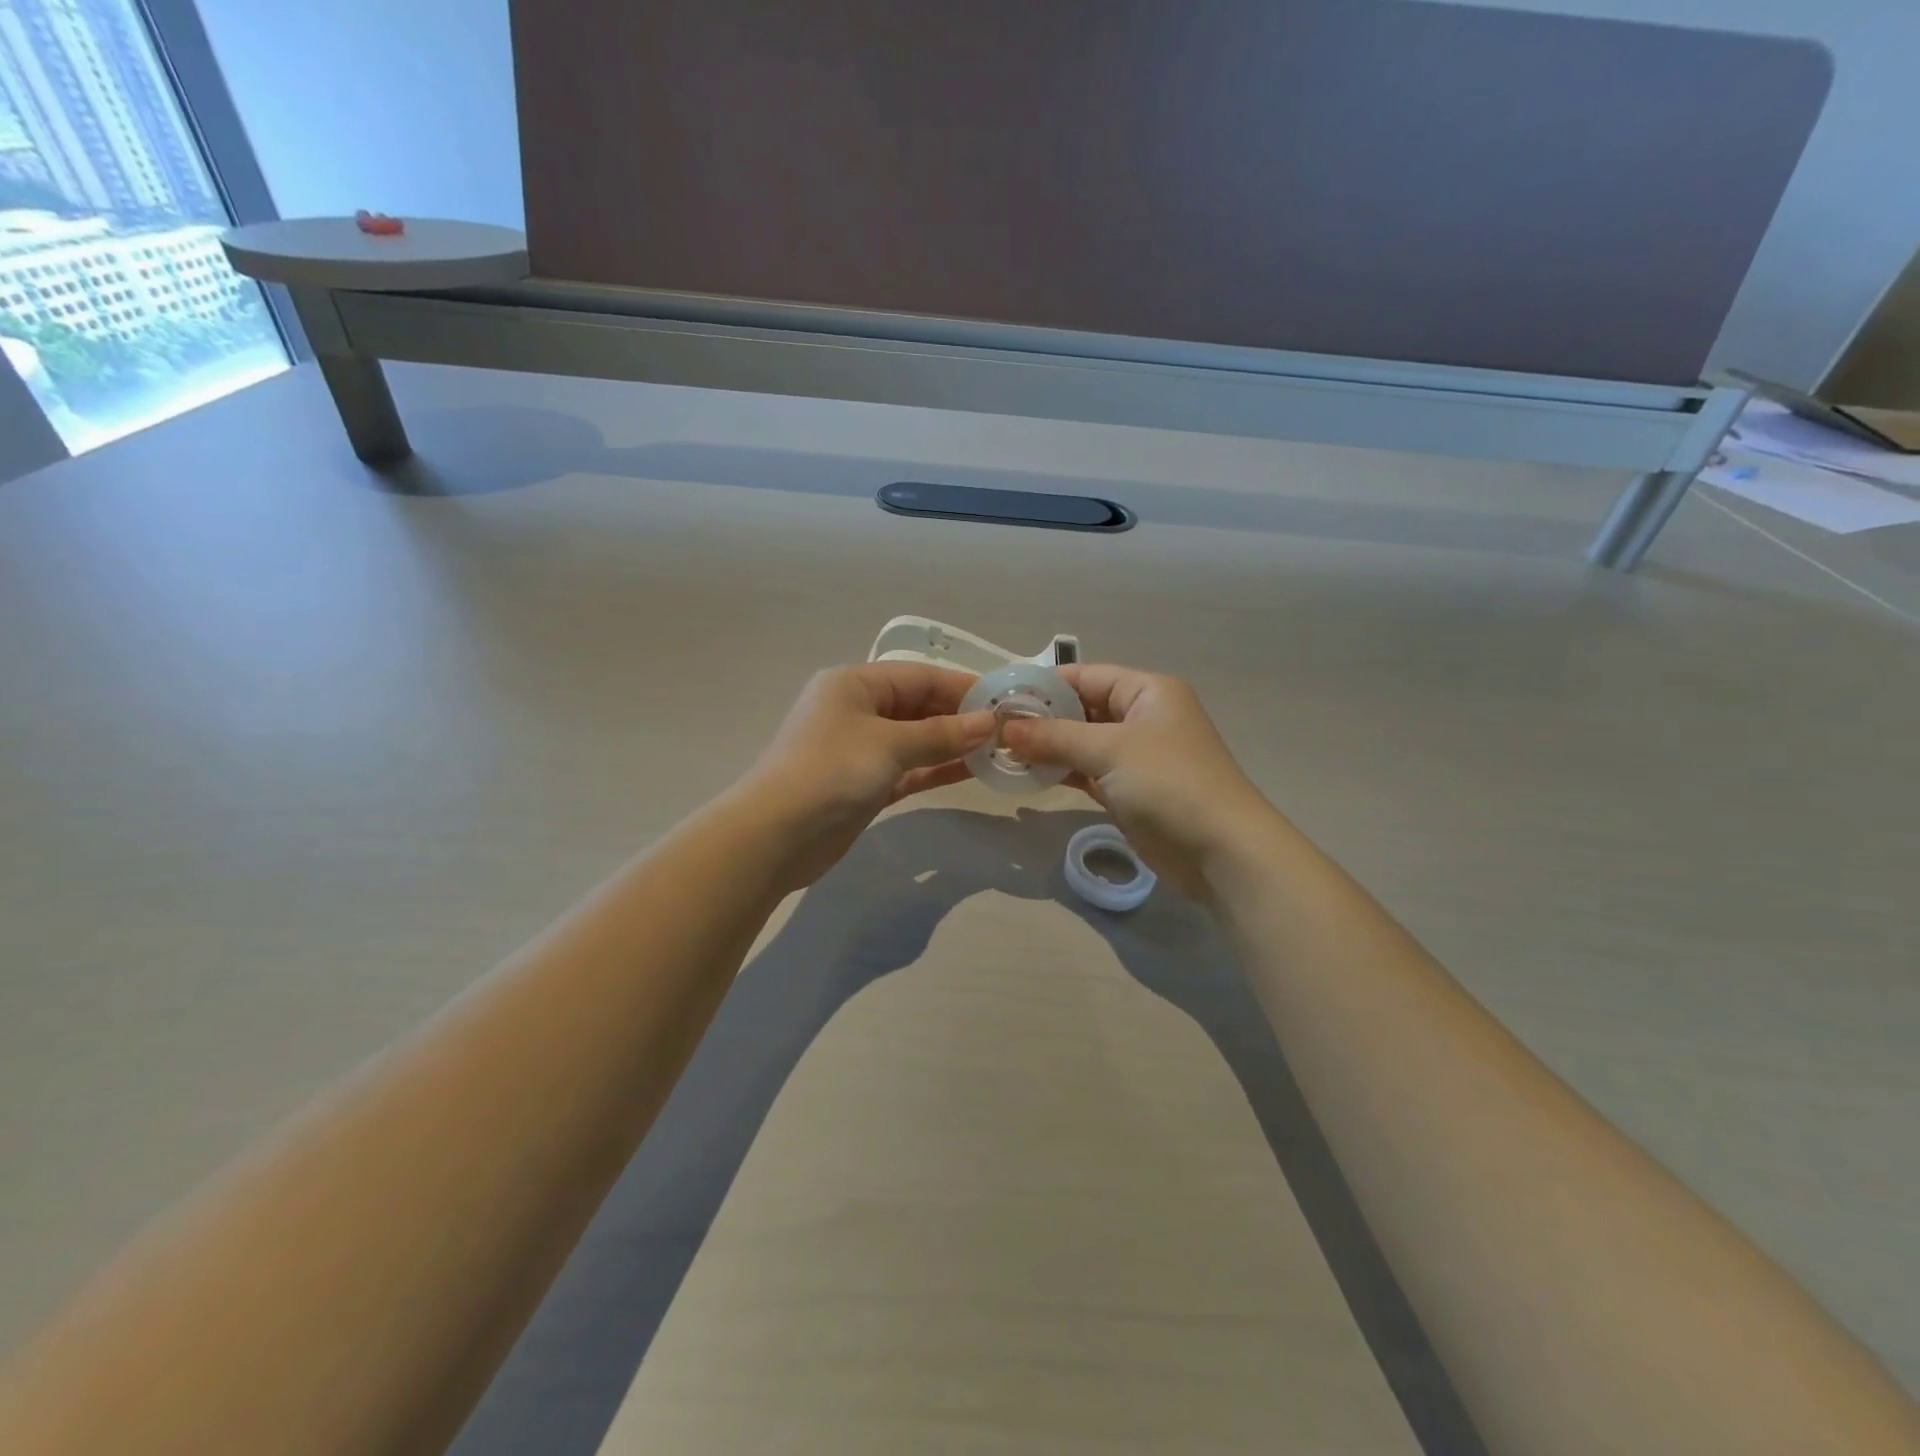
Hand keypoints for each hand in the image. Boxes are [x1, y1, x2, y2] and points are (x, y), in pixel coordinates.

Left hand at [734, 663, 992, 890]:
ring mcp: (860, 750)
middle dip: (960, 716)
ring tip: (998, 749)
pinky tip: (971, 770)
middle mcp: (857, 710)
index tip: (1004, 700)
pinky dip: (936, 768)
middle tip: (1007, 729)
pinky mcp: (865, 784)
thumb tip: (989, 723)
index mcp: (854, 684)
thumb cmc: (831, 772)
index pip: (919, 676)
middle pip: (918, 706)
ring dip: (952, 744)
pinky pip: (909, 768)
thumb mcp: (889, 744)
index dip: (962, 686)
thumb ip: (941, 734)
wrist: (776, 836)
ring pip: (916, 740)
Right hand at [1000, 665, 1277, 897]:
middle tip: (993, 728)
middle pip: (1082, 709)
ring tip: (1001, 752)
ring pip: (1082, 743)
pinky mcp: (1129, 791)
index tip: (1000, 697)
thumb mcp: (1109, 750)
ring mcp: (1137, 756)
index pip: (1086, 676)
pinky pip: (1087, 772)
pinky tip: (1028, 775)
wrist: (1219, 851)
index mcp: (1147, 692)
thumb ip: (1054, 736)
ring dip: (1047, 748)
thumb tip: (1004, 727)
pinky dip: (1061, 772)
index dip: (1044, 685)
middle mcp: (1142, 718)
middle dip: (1041, 718)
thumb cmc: (1168, 783)